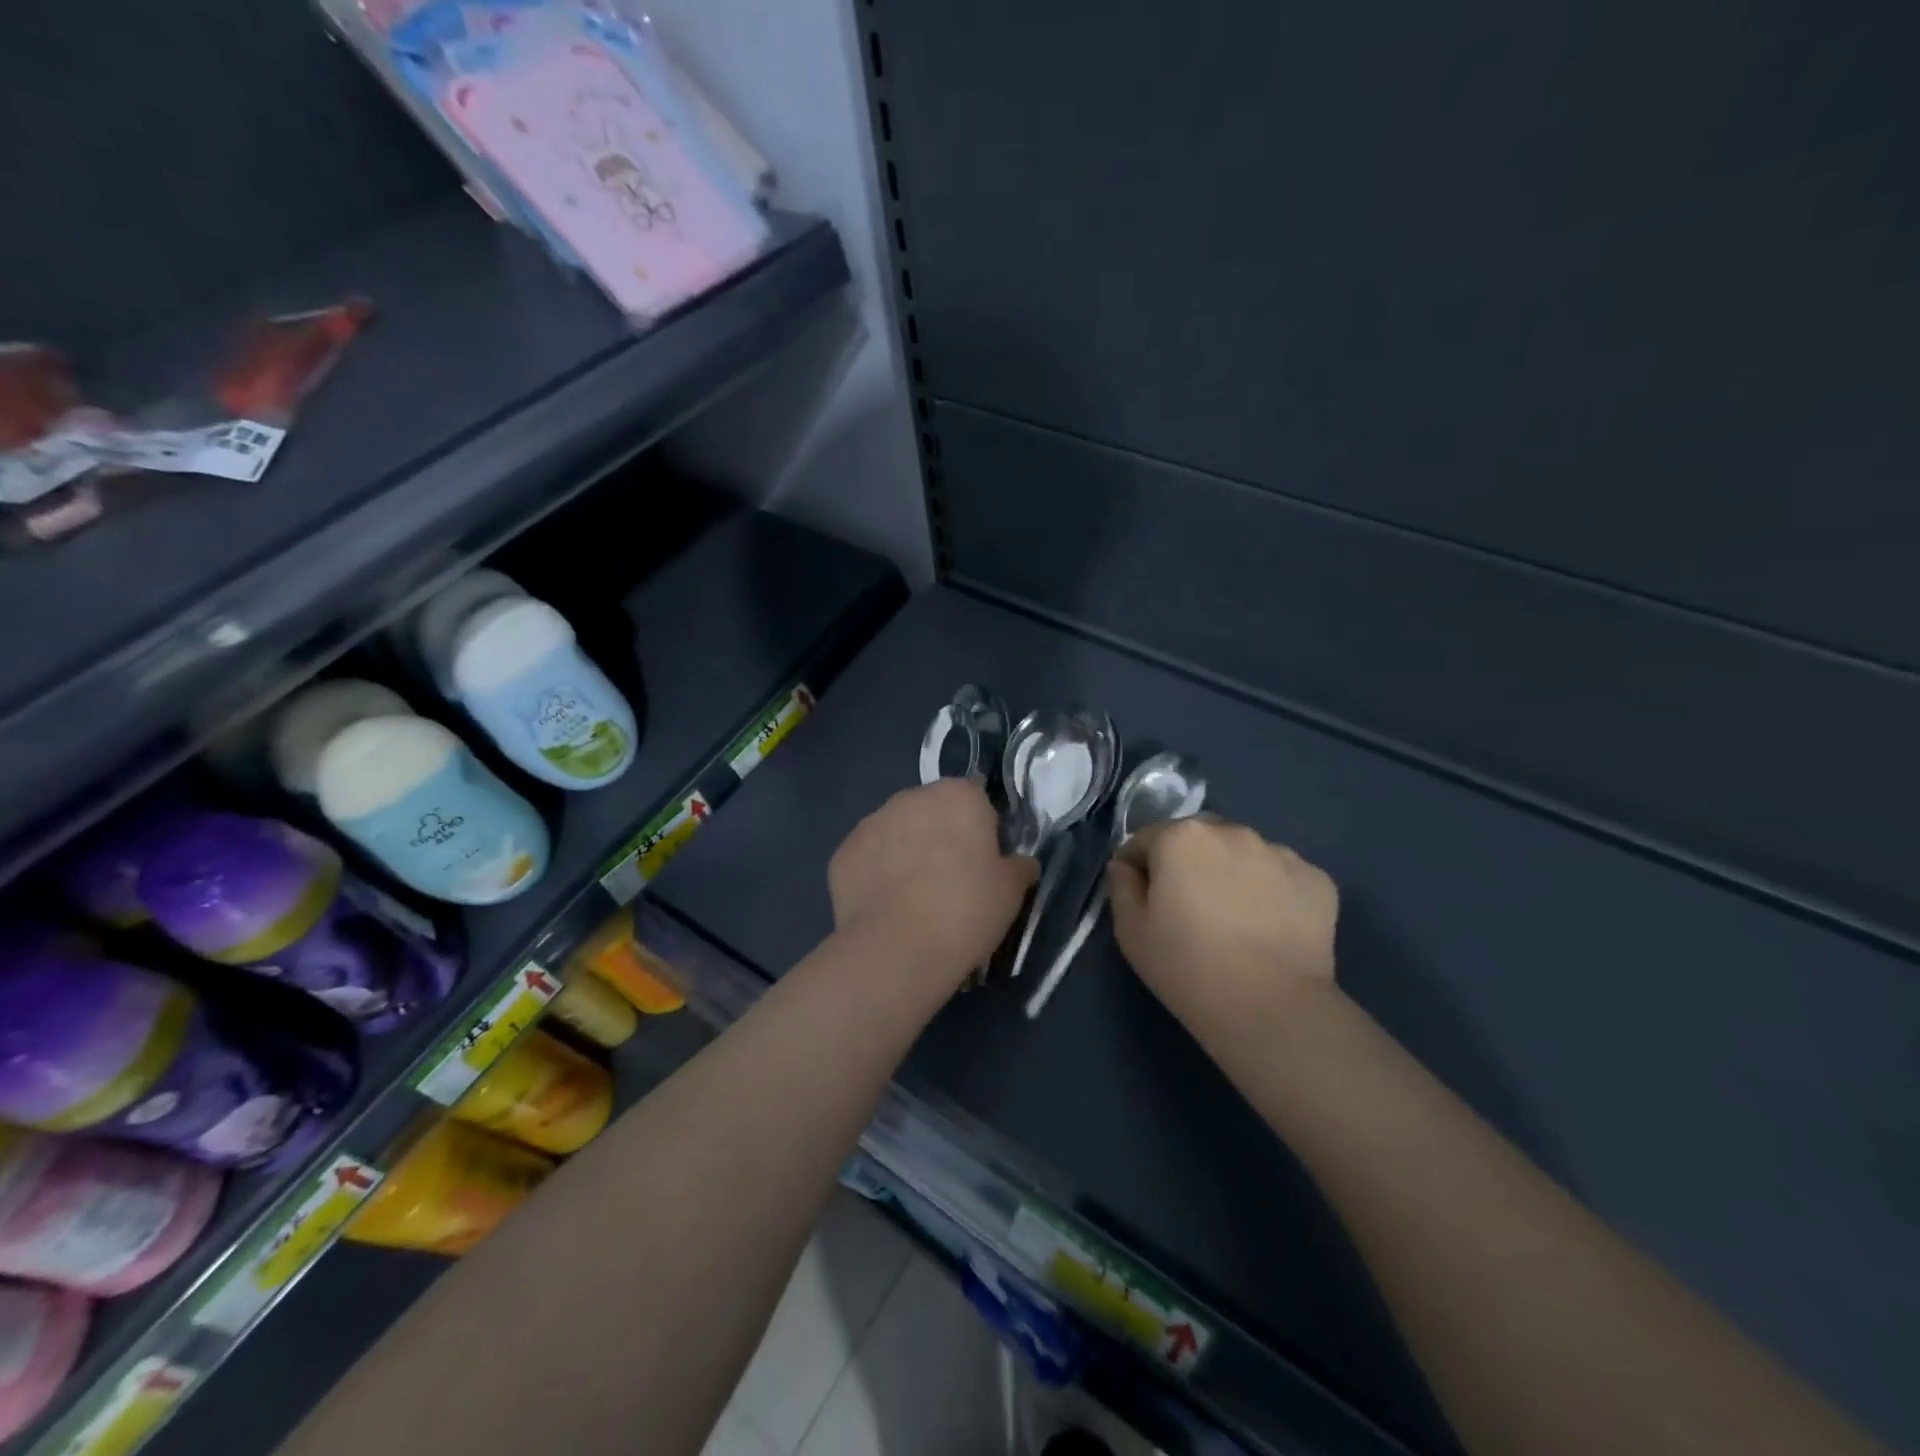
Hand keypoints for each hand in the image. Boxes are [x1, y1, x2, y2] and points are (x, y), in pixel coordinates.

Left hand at [829, 780, 1037, 982]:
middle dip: (941, 836)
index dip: (982, 829)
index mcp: (958, 796)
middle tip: (952, 881)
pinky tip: (887, 907)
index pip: (976, 799)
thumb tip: (1021, 863)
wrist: (897, 949)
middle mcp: (911, 797)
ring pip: (898, 832)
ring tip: (915, 898)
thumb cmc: (966, 910)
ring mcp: (871, 823)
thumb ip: (1019, 866)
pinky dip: (877, 874)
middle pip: (933, 811)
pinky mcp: (843, 852)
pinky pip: (869, 858)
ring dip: (907, 852)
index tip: (985, 862)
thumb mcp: (1012, 891)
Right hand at [1108, 818, 1338, 1032]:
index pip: (1145, 840)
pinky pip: (1282, 876)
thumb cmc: (1188, 967)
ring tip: (1236, 921)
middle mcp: (1231, 831)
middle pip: (1197, 840)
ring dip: (1232, 873)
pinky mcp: (1317, 879)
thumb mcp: (1131, 932)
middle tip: (1191, 910)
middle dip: (1189, 864)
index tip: (1143, 901)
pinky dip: (1273, 892)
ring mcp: (1280, 852)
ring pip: (1243, 854)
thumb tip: (1125, 866)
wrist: (1272, 1008)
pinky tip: (1270, 929)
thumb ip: (1122, 887)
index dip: (1138, 869)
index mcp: (1181, 837)